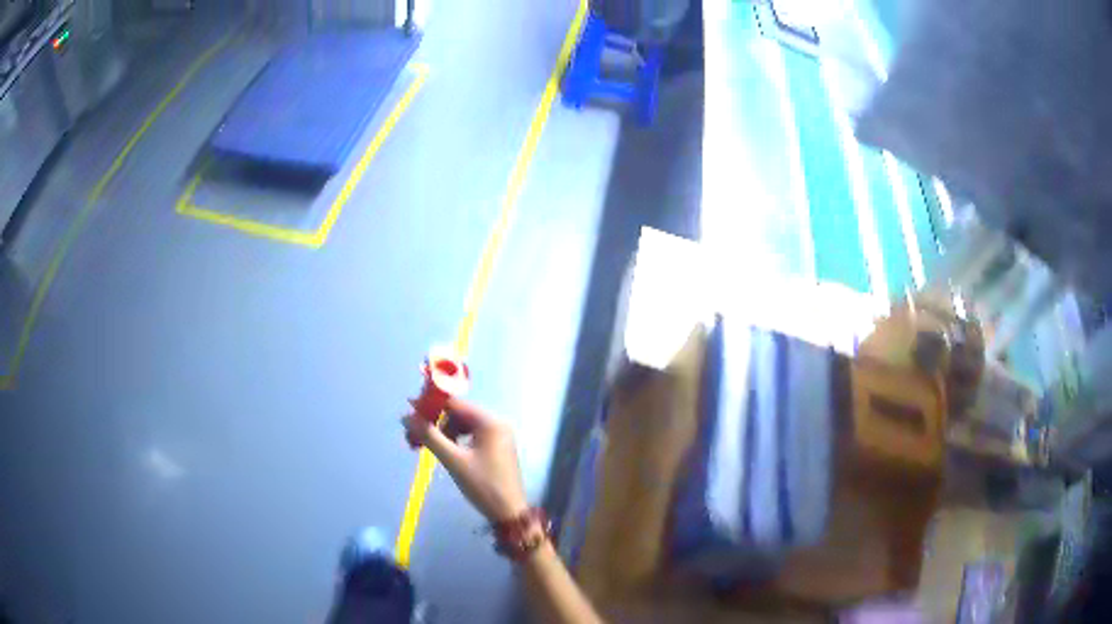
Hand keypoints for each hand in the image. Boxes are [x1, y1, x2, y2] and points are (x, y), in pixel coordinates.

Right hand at [402, 398, 527, 522]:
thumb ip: (430, 437)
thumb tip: (406, 417)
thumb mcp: (454, 461)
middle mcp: (497, 423)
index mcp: (490, 422)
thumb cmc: (483, 485)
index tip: (410, 413)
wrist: (508, 512)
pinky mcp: (497, 447)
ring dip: (445, 432)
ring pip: (464, 425)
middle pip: (459, 414)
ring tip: (428, 446)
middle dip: (437, 422)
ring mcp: (499, 435)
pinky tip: (445, 451)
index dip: (431, 406)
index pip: (455, 404)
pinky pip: (472, 436)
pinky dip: (456, 440)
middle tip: (416, 435)